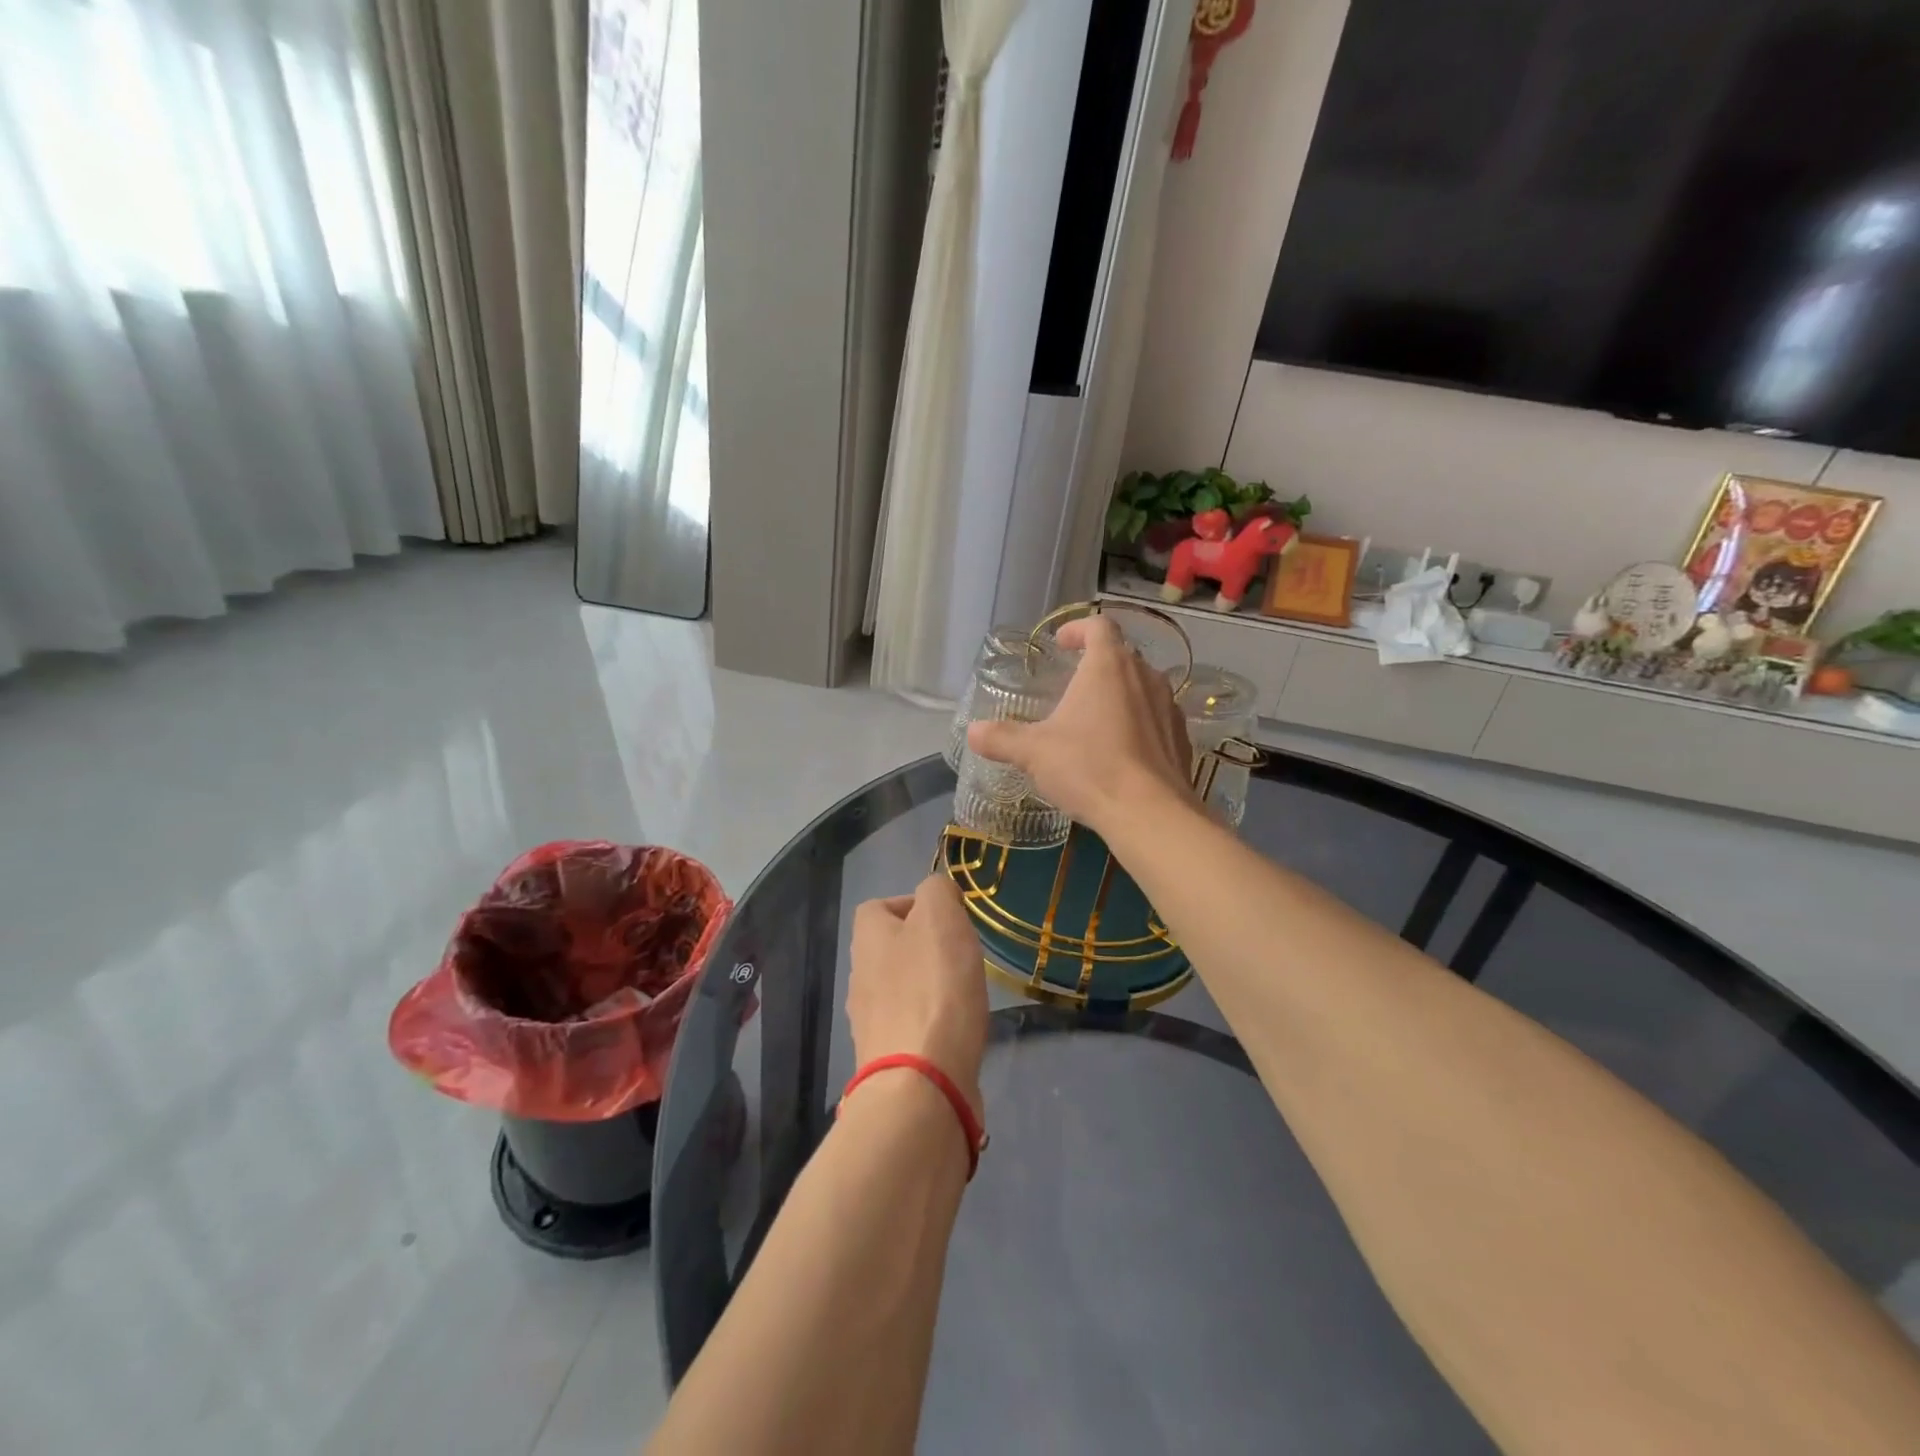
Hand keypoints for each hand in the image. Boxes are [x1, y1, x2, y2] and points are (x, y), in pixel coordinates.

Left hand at [847, 875, 988, 1114]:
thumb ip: (938, 891)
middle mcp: (860, 977)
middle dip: (925, 948)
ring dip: (930, 986)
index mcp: (867, 939)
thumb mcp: (940, 918)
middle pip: (891, 949)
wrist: (921, 1084)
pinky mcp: (888, 1060)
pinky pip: (912, 1027)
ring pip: (901, 989)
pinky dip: (934, 1023)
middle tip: (962, 955)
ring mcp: (871, 1023)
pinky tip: (958, 1031)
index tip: (948, 918)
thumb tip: (937, 895)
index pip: (878, 907)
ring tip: (965, 994)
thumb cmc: (933, 989)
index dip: (912, 904)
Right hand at [966, 615, 1194, 835]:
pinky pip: (1156, 719)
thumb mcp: (1033, 753)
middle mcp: (1145, 676)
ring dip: (1119, 695)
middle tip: (1072, 687)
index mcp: (1108, 666)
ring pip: (1142, 687)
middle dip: (1096, 666)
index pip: (1099, 626)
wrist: (1150, 813)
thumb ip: (1001, 738)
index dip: (1078, 629)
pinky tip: (1121, 753)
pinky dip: (1138, 724)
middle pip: (1121, 655)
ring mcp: (1169, 706)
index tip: (1061, 644)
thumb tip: (973, 732)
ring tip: (1095, 721)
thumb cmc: (1088, 768)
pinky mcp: (1182, 737)